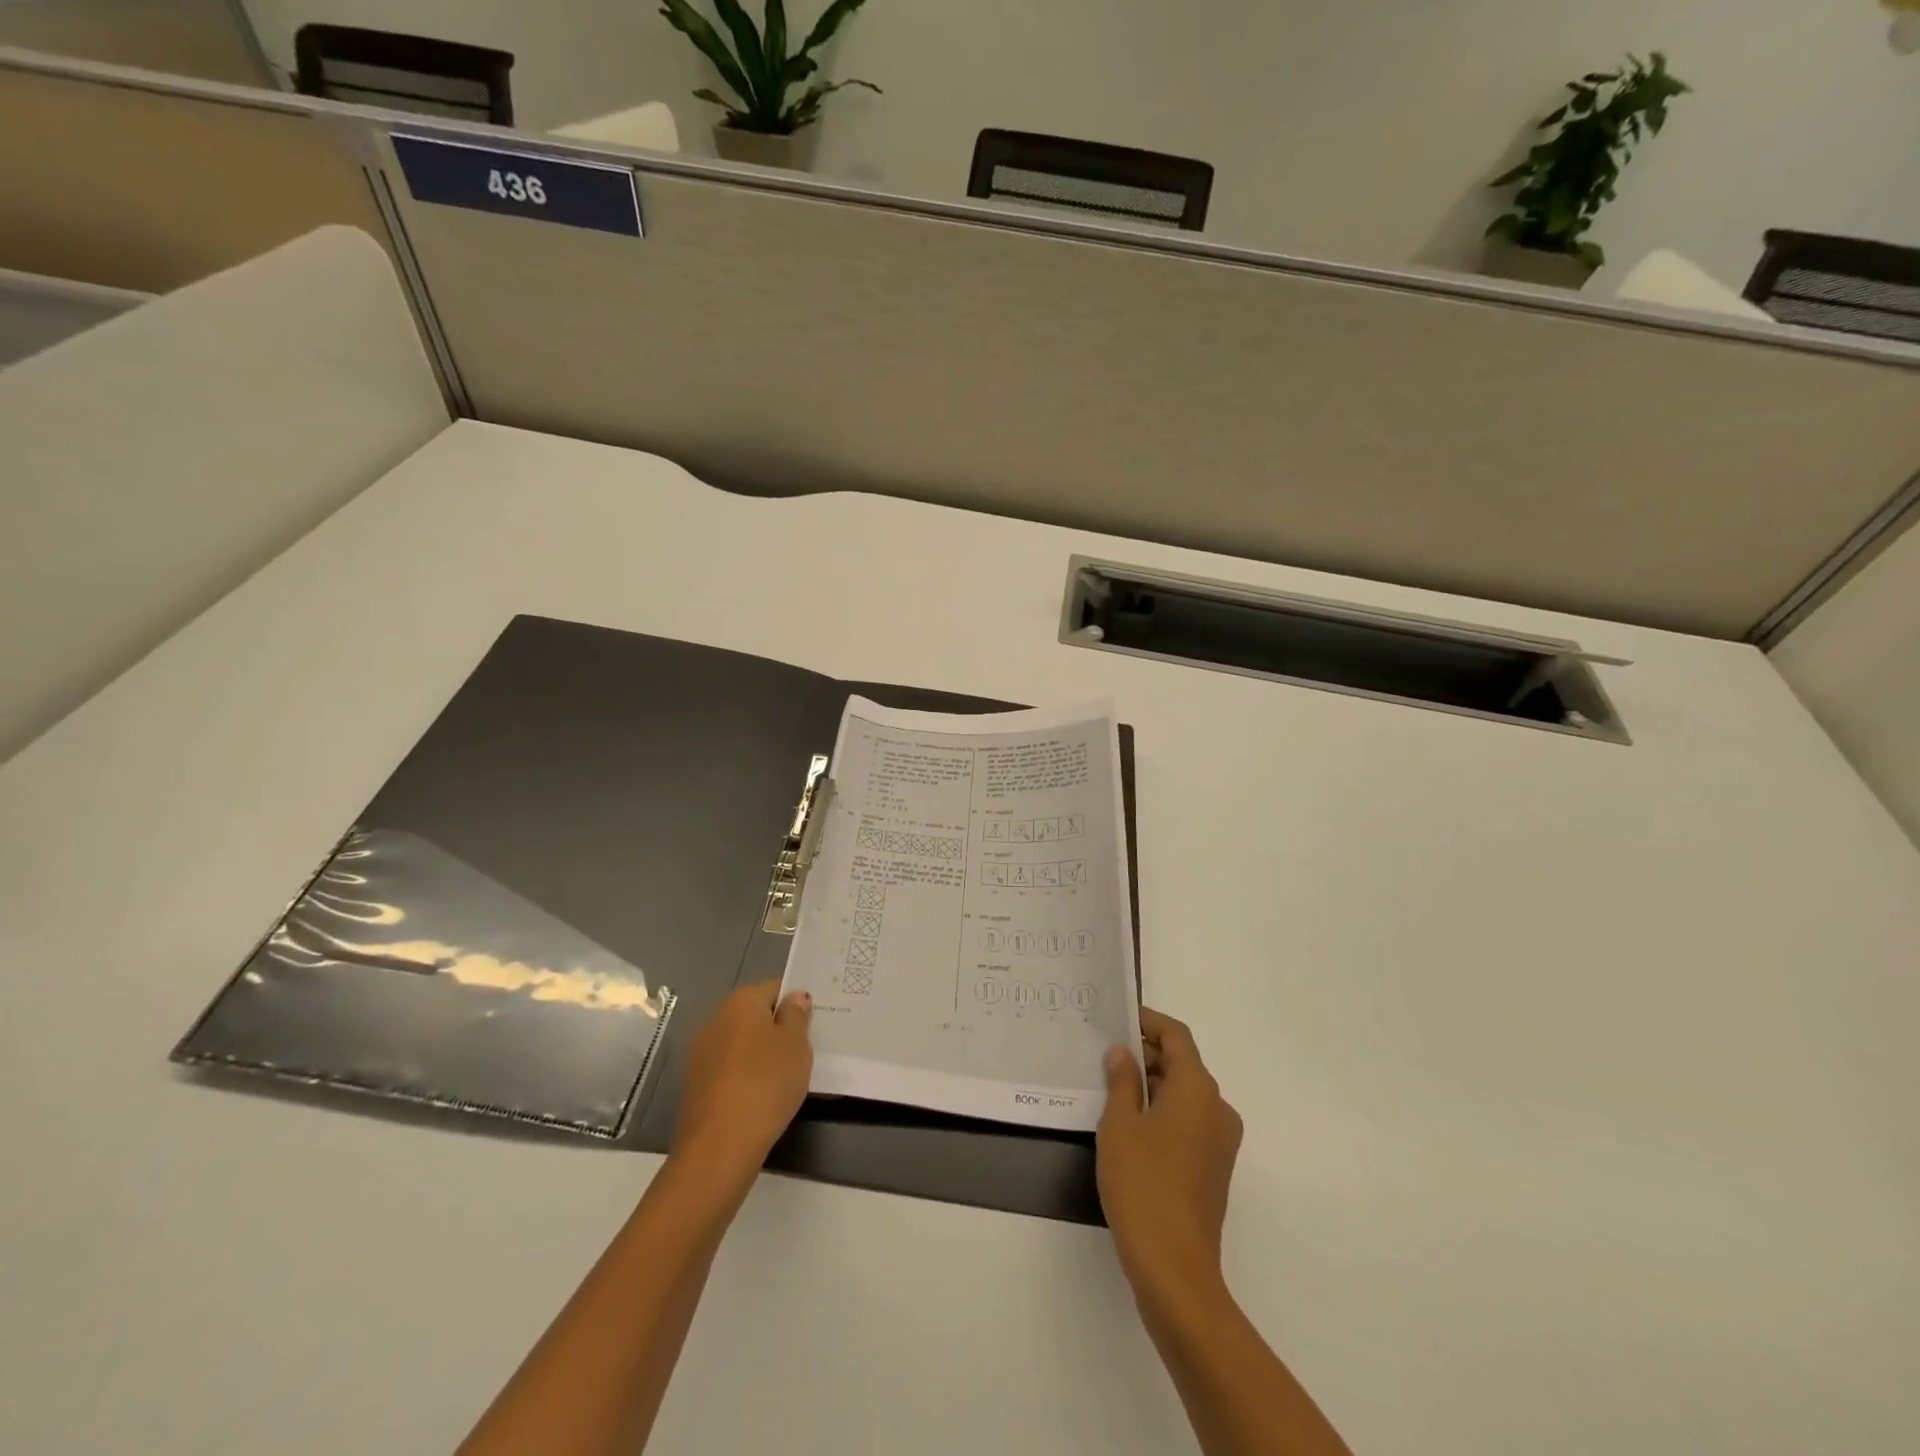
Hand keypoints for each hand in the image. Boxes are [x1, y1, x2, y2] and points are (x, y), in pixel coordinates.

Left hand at [671, 980, 812, 1187]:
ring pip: (741, 1044)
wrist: (719, 1145)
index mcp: (741, 1002)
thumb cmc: (766, 1083)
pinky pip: (729, 1069)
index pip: (774, 988)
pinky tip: (760, 1098)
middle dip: (777, 1028)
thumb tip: (794, 997)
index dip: (795, 1003)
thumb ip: (797, 1015)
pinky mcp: (695, 1085)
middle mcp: (716, 1019)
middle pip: (754, 1015)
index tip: (812, 1024)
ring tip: (784, 1078)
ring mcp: (701, 1053)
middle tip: (803, 1051)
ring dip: (760, 1054)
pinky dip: (744, 1077)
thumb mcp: (796, 1045)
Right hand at [1097, 1008, 1243, 1298]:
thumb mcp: (1119, 1124)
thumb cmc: (1143, 1184)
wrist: (1175, 1269)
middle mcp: (1217, 1108)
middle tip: (1104, 1056)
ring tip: (1110, 1090)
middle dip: (1145, 1055)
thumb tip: (1123, 1053)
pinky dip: (1162, 1113)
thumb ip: (1122, 1081)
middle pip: (1182, 1064)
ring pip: (1184, 1095)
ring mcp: (1220, 1142)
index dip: (1148, 1022)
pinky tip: (1128, 1127)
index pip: (1176, 1036)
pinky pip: (1188, 1123)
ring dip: (1151, 1085)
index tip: (1117, 1020)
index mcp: (1198, 1089)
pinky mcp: (1214, 1169)